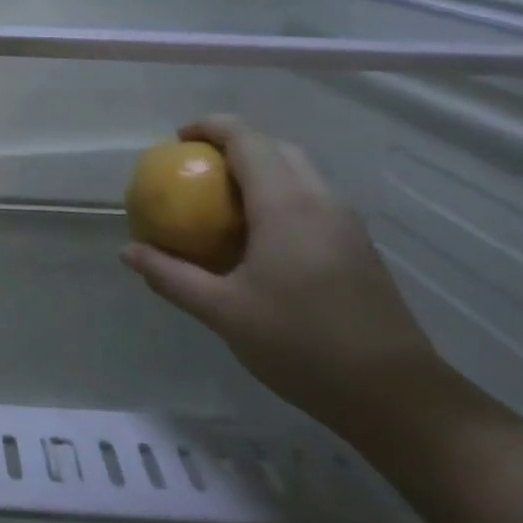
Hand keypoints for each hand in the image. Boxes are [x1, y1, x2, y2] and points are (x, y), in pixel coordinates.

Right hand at [120, 114, 448, 438]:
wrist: (394, 394)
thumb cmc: (300, 344)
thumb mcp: (222, 311)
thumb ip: (171, 276)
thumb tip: (127, 251)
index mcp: (285, 205)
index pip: (247, 139)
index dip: (210, 127)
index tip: (177, 140)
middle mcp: (320, 200)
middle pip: (276, 147)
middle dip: (234, 144)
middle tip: (195, 167)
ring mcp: (345, 222)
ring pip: (299, 171)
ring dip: (259, 169)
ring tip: (221, 199)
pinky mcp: (358, 246)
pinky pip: (312, 198)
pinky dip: (279, 195)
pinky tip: (259, 236)